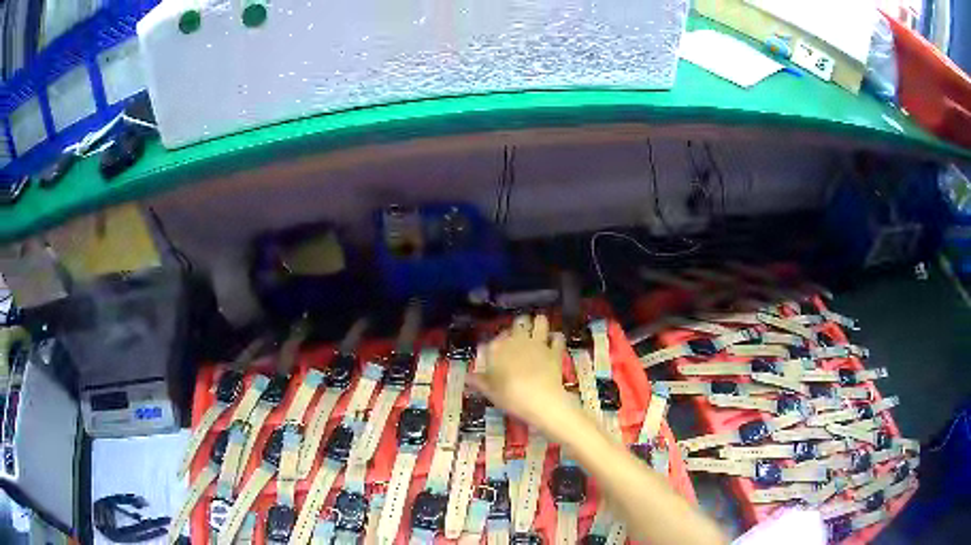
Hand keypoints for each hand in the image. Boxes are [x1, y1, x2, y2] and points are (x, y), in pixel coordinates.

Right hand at [471, 314, 567, 424]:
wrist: (541, 400)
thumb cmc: (510, 396)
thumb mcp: (490, 392)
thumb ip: (479, 381)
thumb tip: (467, 377)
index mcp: (497, 348)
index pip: (493, 339)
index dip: (495, 345)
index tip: (495, 352)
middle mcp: (517, 340)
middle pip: (518, 323)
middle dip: (518, 326)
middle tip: (518, 336)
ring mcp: (538, 343)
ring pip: (540, 322)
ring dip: (539, 323)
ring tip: (537, 328)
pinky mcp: (555, 350)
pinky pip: (557, 338)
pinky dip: (556, 338)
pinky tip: (554, 342)